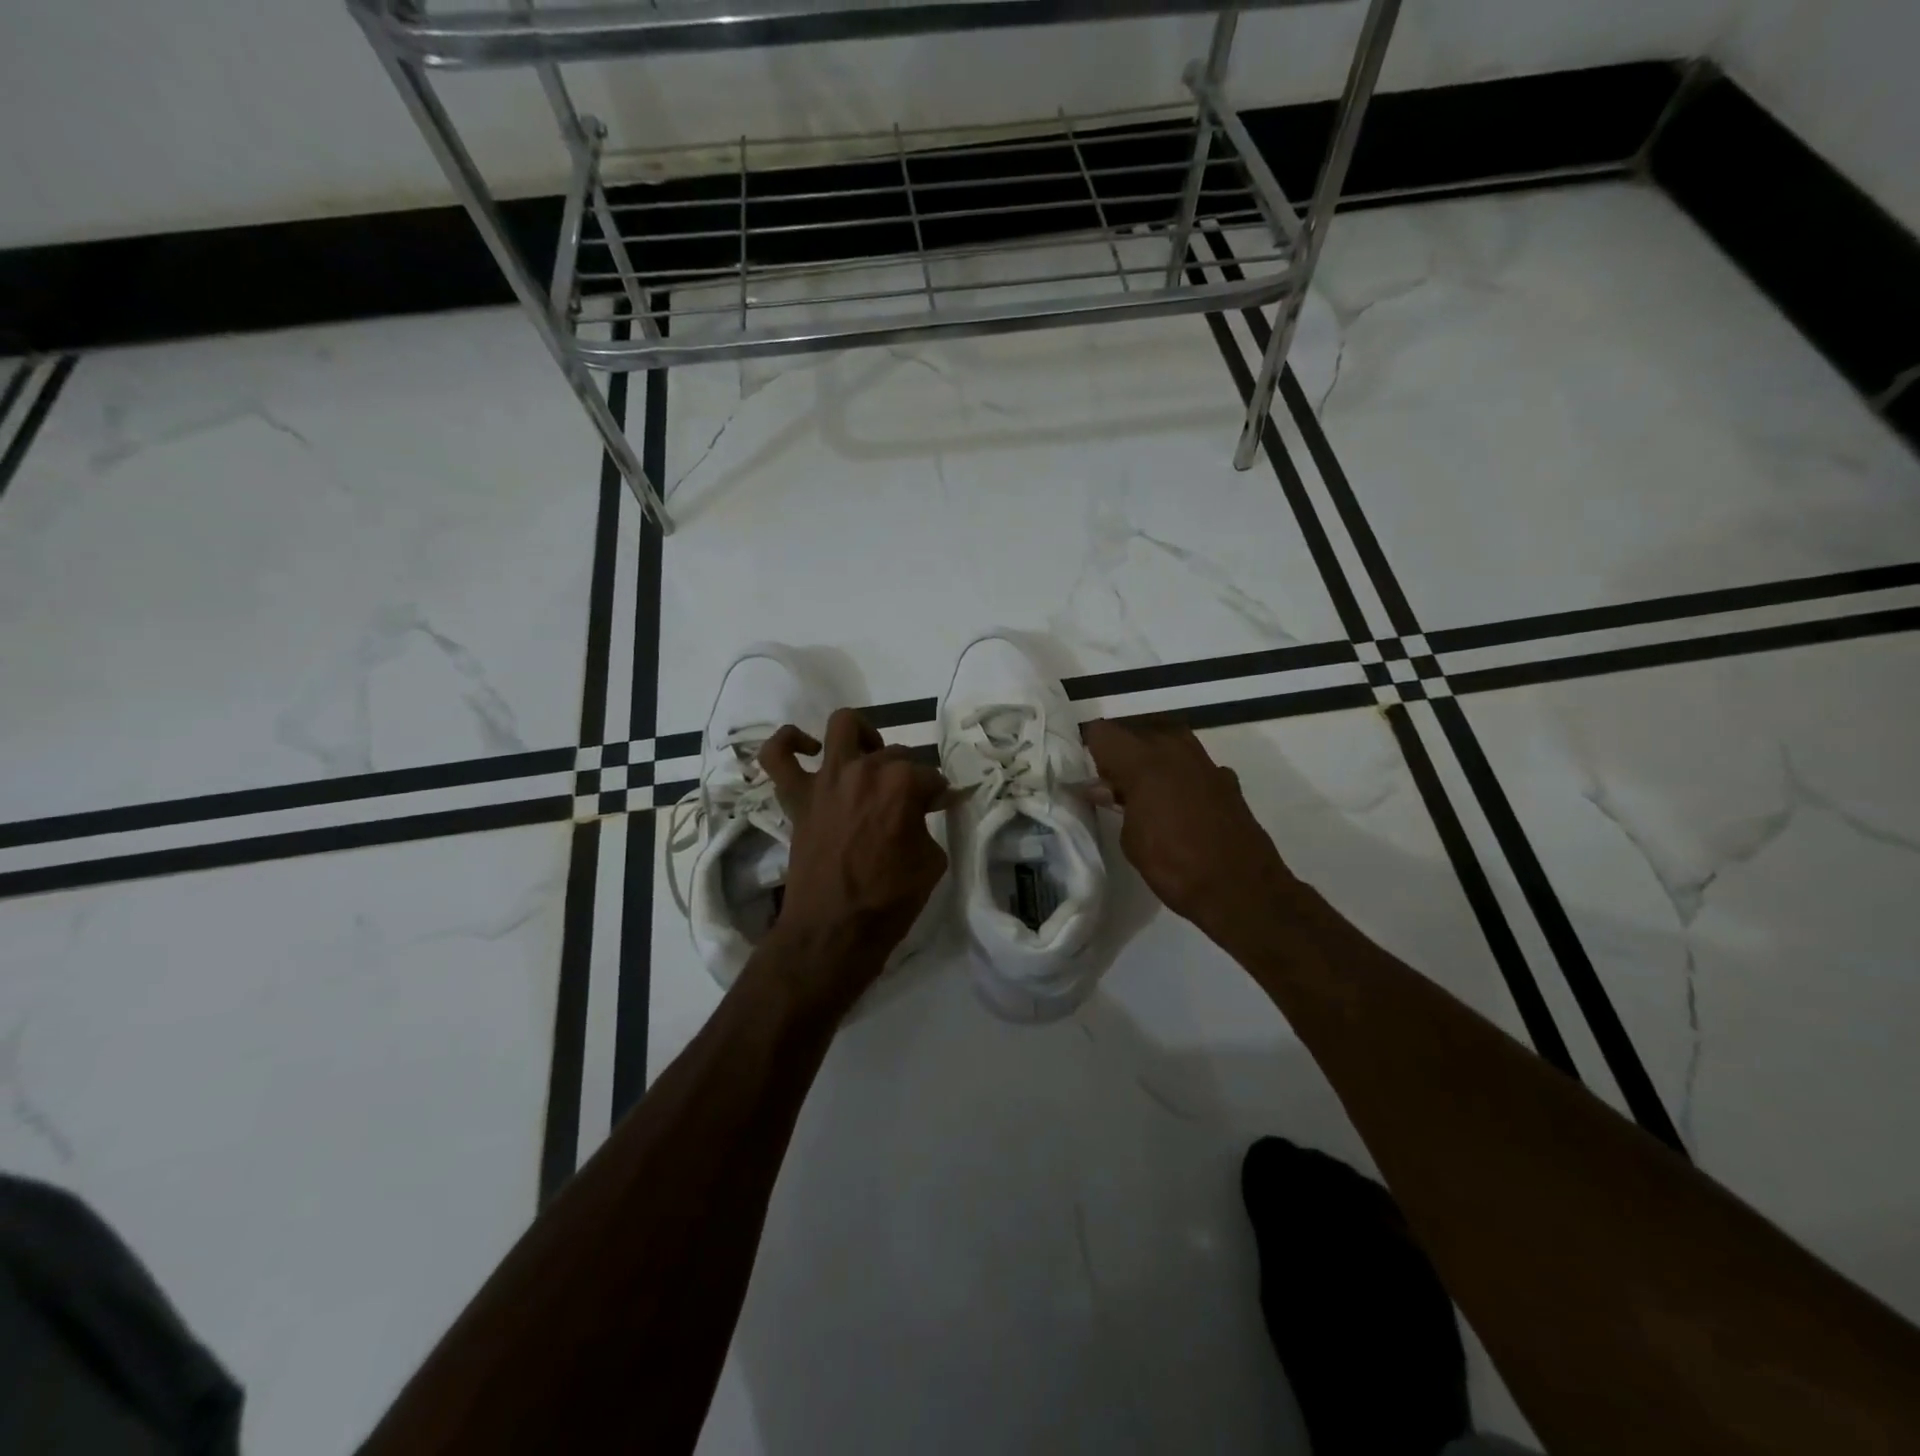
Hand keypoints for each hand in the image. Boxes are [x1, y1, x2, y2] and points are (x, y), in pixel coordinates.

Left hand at [757, 709, 949, 1004]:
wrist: (833, 931)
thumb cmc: (889, 900)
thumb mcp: (931, 861)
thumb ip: (930, 824)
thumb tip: (929, 807)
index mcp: (901, 784)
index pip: (930, 777)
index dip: (939, 795)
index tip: (940, 809)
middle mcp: (864, 770)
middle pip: (895, 754)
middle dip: (910, 775)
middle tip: (911, 803)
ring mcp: (827, 780)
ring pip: (843, 727)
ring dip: (862, 735)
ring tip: (869, 757)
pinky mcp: (797, 796)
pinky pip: (777, 756)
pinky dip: (789, 743)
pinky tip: (808, 749)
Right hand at [1081, 719, 1294, 943]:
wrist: (1242, 889)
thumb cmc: (1175, 866)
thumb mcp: (1131, 839)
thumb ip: (1114, 803)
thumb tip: (1099, 787)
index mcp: (1143, 760)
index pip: (1102, 732)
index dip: (1087, 748)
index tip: (1081, 770)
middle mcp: (1174, 748)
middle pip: (1134, 731)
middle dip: (1118, 752)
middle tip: (1108, 782)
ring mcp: (1204, 760)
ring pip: (1165, 740)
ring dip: (1148, 757)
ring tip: (1139, 790)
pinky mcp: (1224, 777)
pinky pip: (1190, 762)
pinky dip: (1177, 774)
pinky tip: (1175, 802)